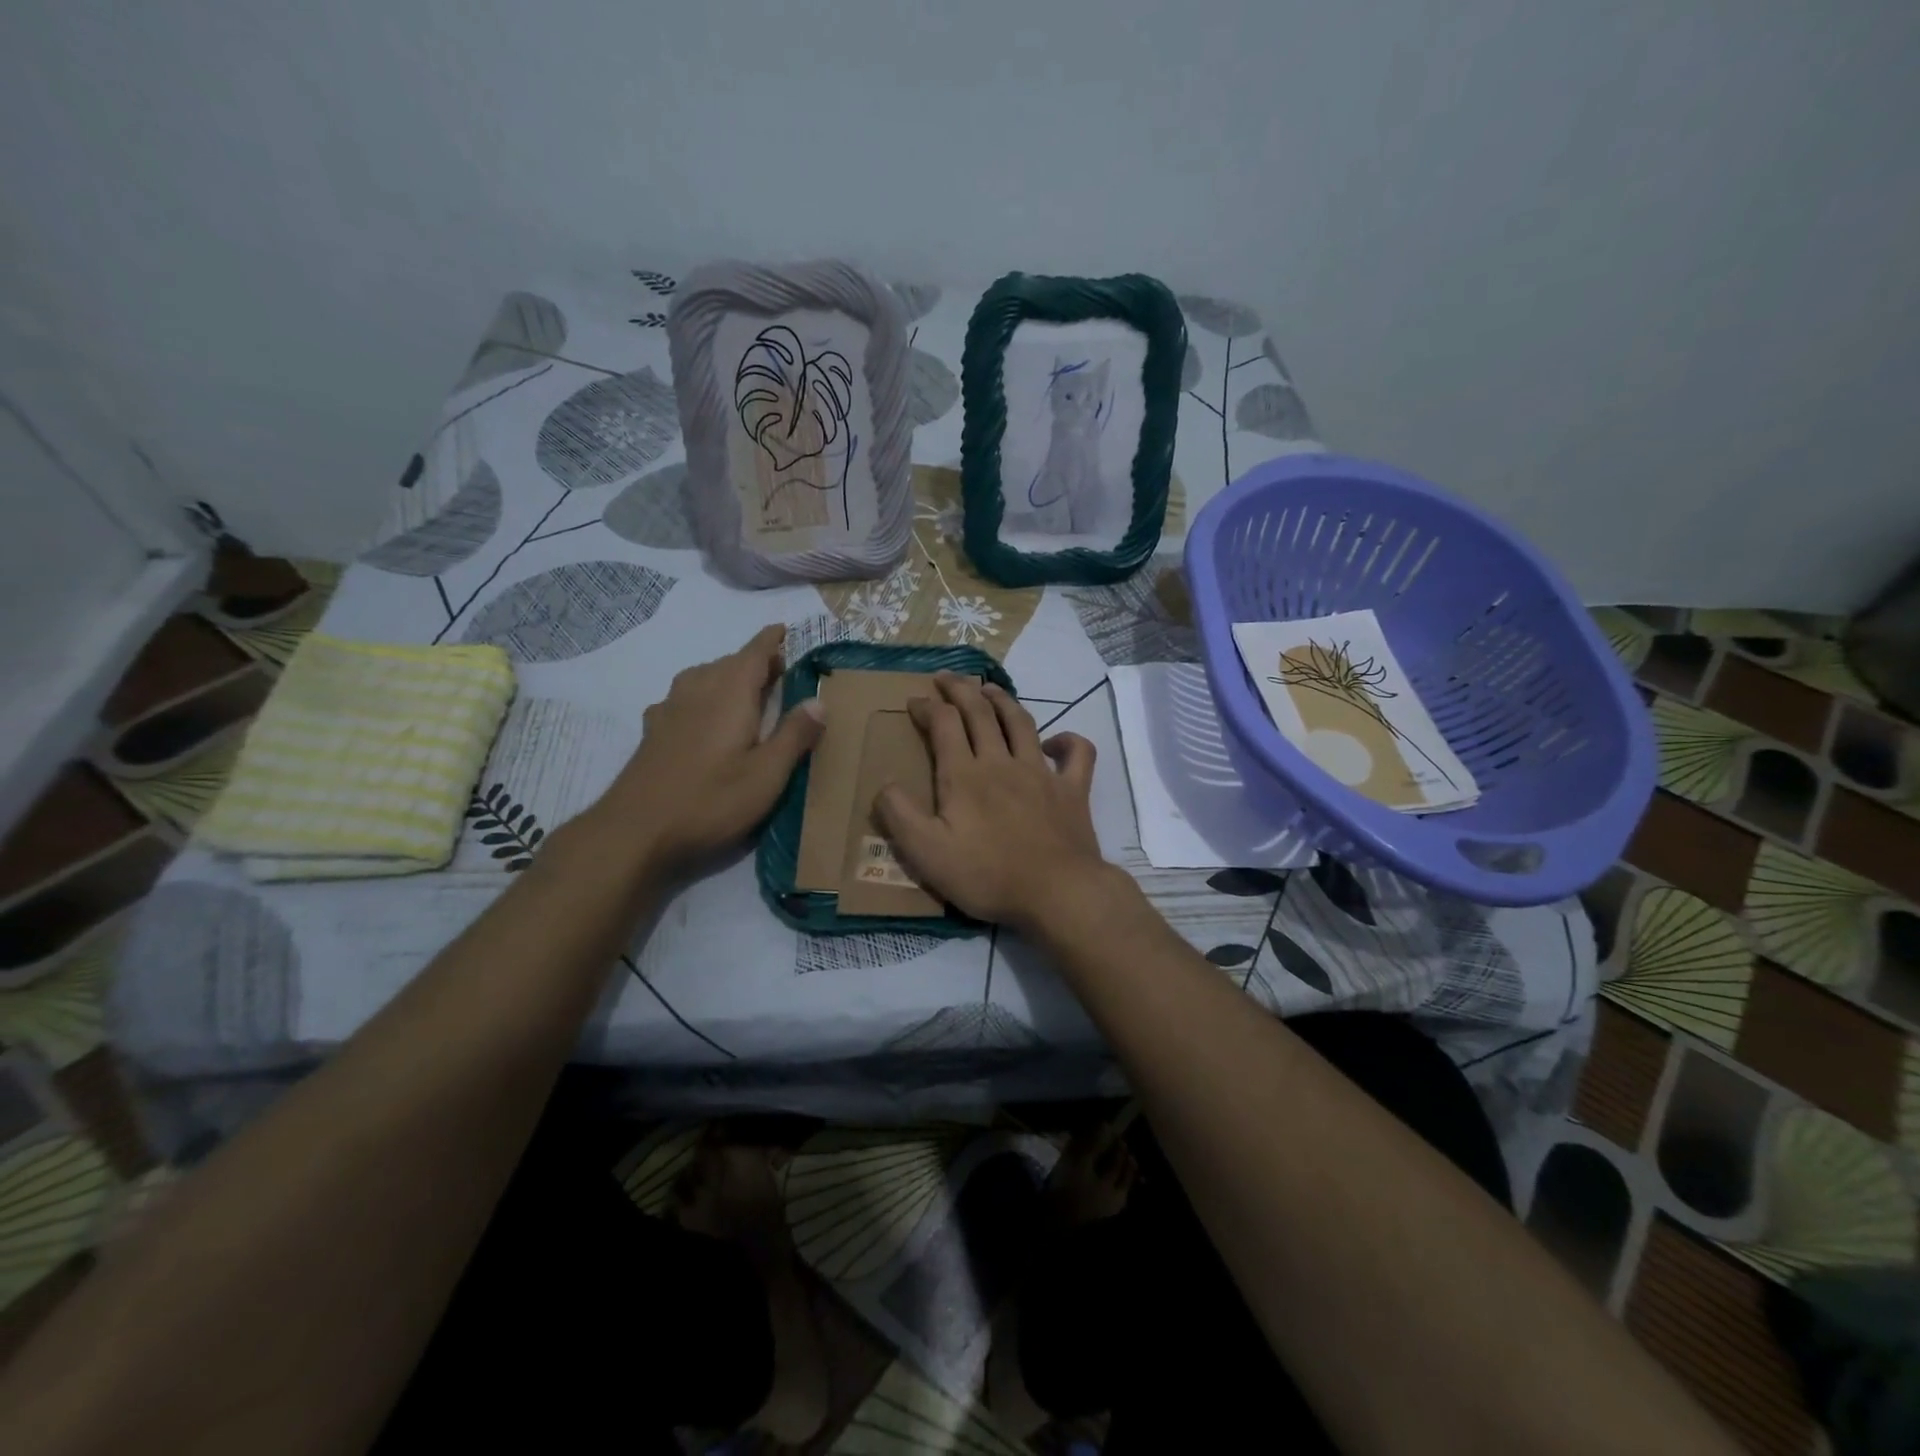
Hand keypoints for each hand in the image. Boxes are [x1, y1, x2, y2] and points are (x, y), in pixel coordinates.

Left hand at [594, 625, 823, 872]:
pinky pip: (683, 697)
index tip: (786, 629)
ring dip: (727, 676)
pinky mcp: (653, 731)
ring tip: (746, 692)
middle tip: (781, 673)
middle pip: (729, 662)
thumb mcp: (767, 775)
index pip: (754, 652)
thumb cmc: (710, 801)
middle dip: (755, 661)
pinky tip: (701, 716)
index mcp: (731, 694)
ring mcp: (670, 709)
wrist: (635, 831)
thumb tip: (819, 700)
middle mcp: (698, 690)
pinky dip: (701, 695)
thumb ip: (794, 735)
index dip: (771, 640)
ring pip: (703, 677)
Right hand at [875, 674, 1112, 931]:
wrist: (1056, 893)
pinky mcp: (1073, 790)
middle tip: (946, 677)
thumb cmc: (987, 875)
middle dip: (960, 689)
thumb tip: (884, 784)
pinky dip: (1067, 740)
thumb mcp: (926, 853)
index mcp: (964, 775)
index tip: (914, 702)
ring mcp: (1041, 773)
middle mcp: (1001, 762)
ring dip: (1002, 700)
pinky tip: (1056, 741)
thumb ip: (900, 815)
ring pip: (1021, 723)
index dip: (927, 707)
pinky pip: (1077, 754)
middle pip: (980, 712)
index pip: (944, 724)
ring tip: (989, 688)